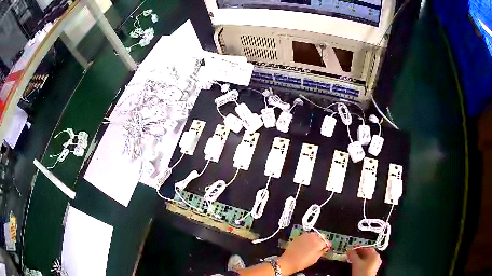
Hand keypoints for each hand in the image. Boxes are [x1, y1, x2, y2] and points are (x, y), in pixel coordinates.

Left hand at [278, 232, 329, 274]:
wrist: (289, 261)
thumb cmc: (303, 262)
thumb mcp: (315, 259)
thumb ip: (322, 251)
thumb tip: (325, 248)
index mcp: (319, 243)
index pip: (327, 241)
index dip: (328, 245)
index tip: (327, 248)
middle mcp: (313, 237)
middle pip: (321, 236)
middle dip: (322, 240)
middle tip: (321, 246)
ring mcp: (305, 236)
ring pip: (314, 234)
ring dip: (316, 238)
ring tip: (314, 244)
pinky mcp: (299, 236)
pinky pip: (307, 235)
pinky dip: (309, 238)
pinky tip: (307, 243)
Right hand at [347, 247, 381, 275]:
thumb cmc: (363, 273)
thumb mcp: (356, 262)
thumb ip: (352, 254)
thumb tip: (349, 249)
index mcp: (375, 255)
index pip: (366, 247)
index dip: (357, 247)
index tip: (352, 248)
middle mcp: (376, 259)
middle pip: (365, 253)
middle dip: (357, 254)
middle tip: (350, 254)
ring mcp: (374, 265)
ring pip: (365, 259)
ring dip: (357, 259)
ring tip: (351, 260)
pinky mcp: (371, 270)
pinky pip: (365, 264)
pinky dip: (360, 263)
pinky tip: (355, 265)